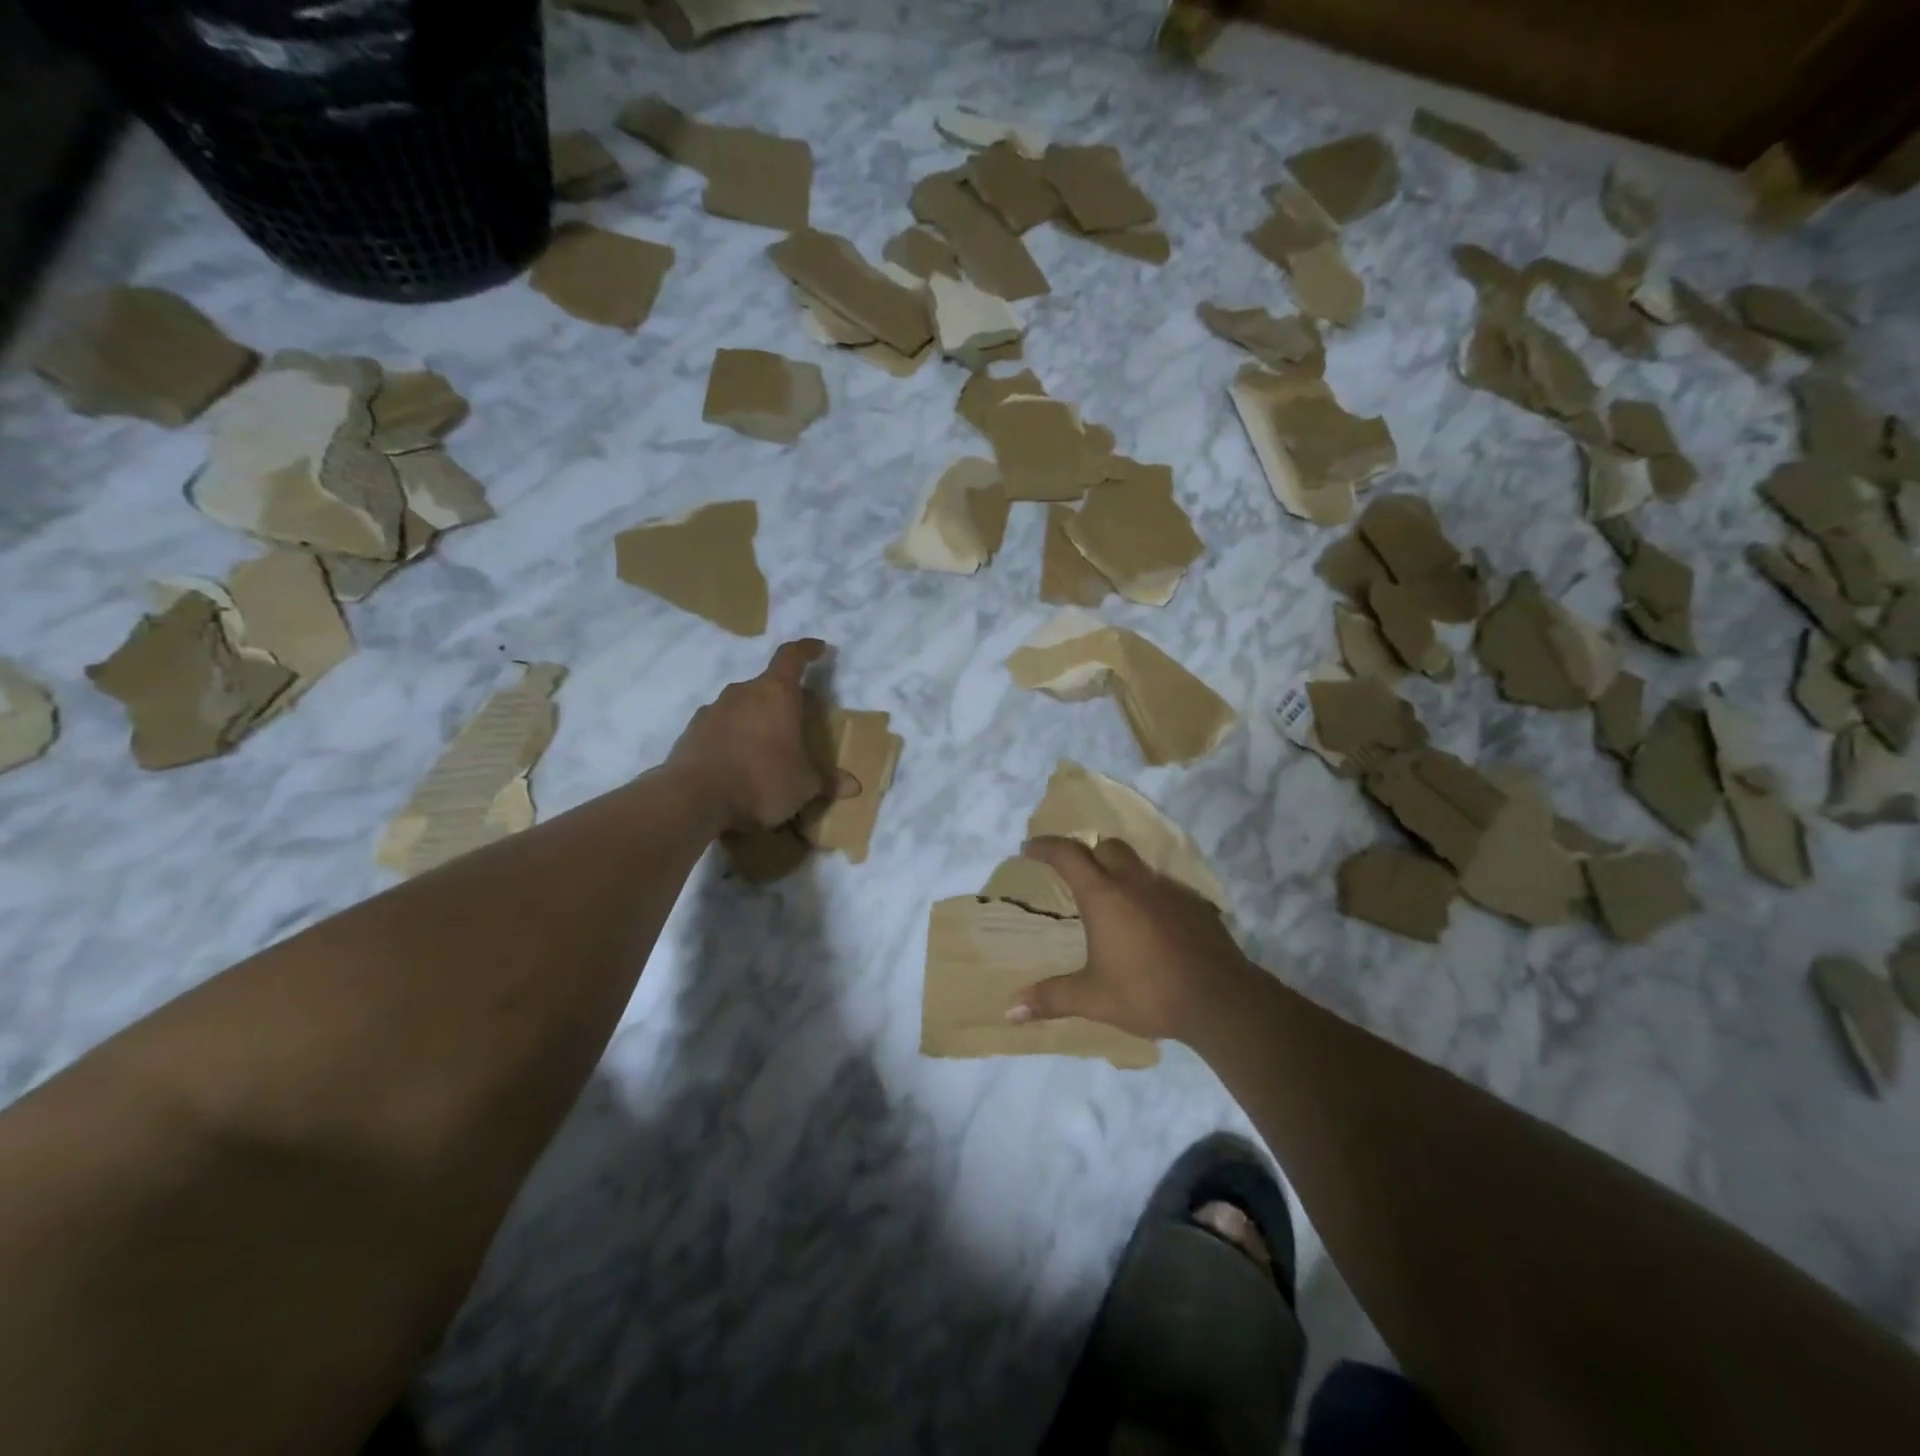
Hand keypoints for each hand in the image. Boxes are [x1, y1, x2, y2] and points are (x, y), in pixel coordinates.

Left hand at [669, 639, 844, 831]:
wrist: (693, 800)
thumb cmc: (761, 782)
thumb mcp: (803, 786)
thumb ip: (827, 782)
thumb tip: (855, 787)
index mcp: (776, 694)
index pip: (792, 657)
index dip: (807, 650)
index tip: (819, 648)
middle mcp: (743, 693)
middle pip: (768, 685)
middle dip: (784, 699)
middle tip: (798, 720)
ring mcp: (713, 710)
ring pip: (742, 706)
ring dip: (756, 720)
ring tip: (767, 747)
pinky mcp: (691, 732)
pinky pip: (721, 727)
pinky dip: (733, 738)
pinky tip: (738, 763)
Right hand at [1009, 837, 1258, 1042]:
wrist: (1220, 999)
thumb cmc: (1148, 992)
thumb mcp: (1093, 998)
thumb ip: (1051, 998)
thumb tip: (1010, 1010)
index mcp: (1104, 895)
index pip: (1068, 855)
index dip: (1046, 847)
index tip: (1029, 848)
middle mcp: (1135, 882)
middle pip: (1107, 847)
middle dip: (1088, 853)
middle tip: (1074, 874)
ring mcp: (1169, 890)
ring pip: (1138, 865)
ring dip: (1120, 872)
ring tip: (1112, 902)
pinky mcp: (1195, 904)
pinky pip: (1164, 887)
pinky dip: (1149, 895)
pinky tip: (1150, 924)